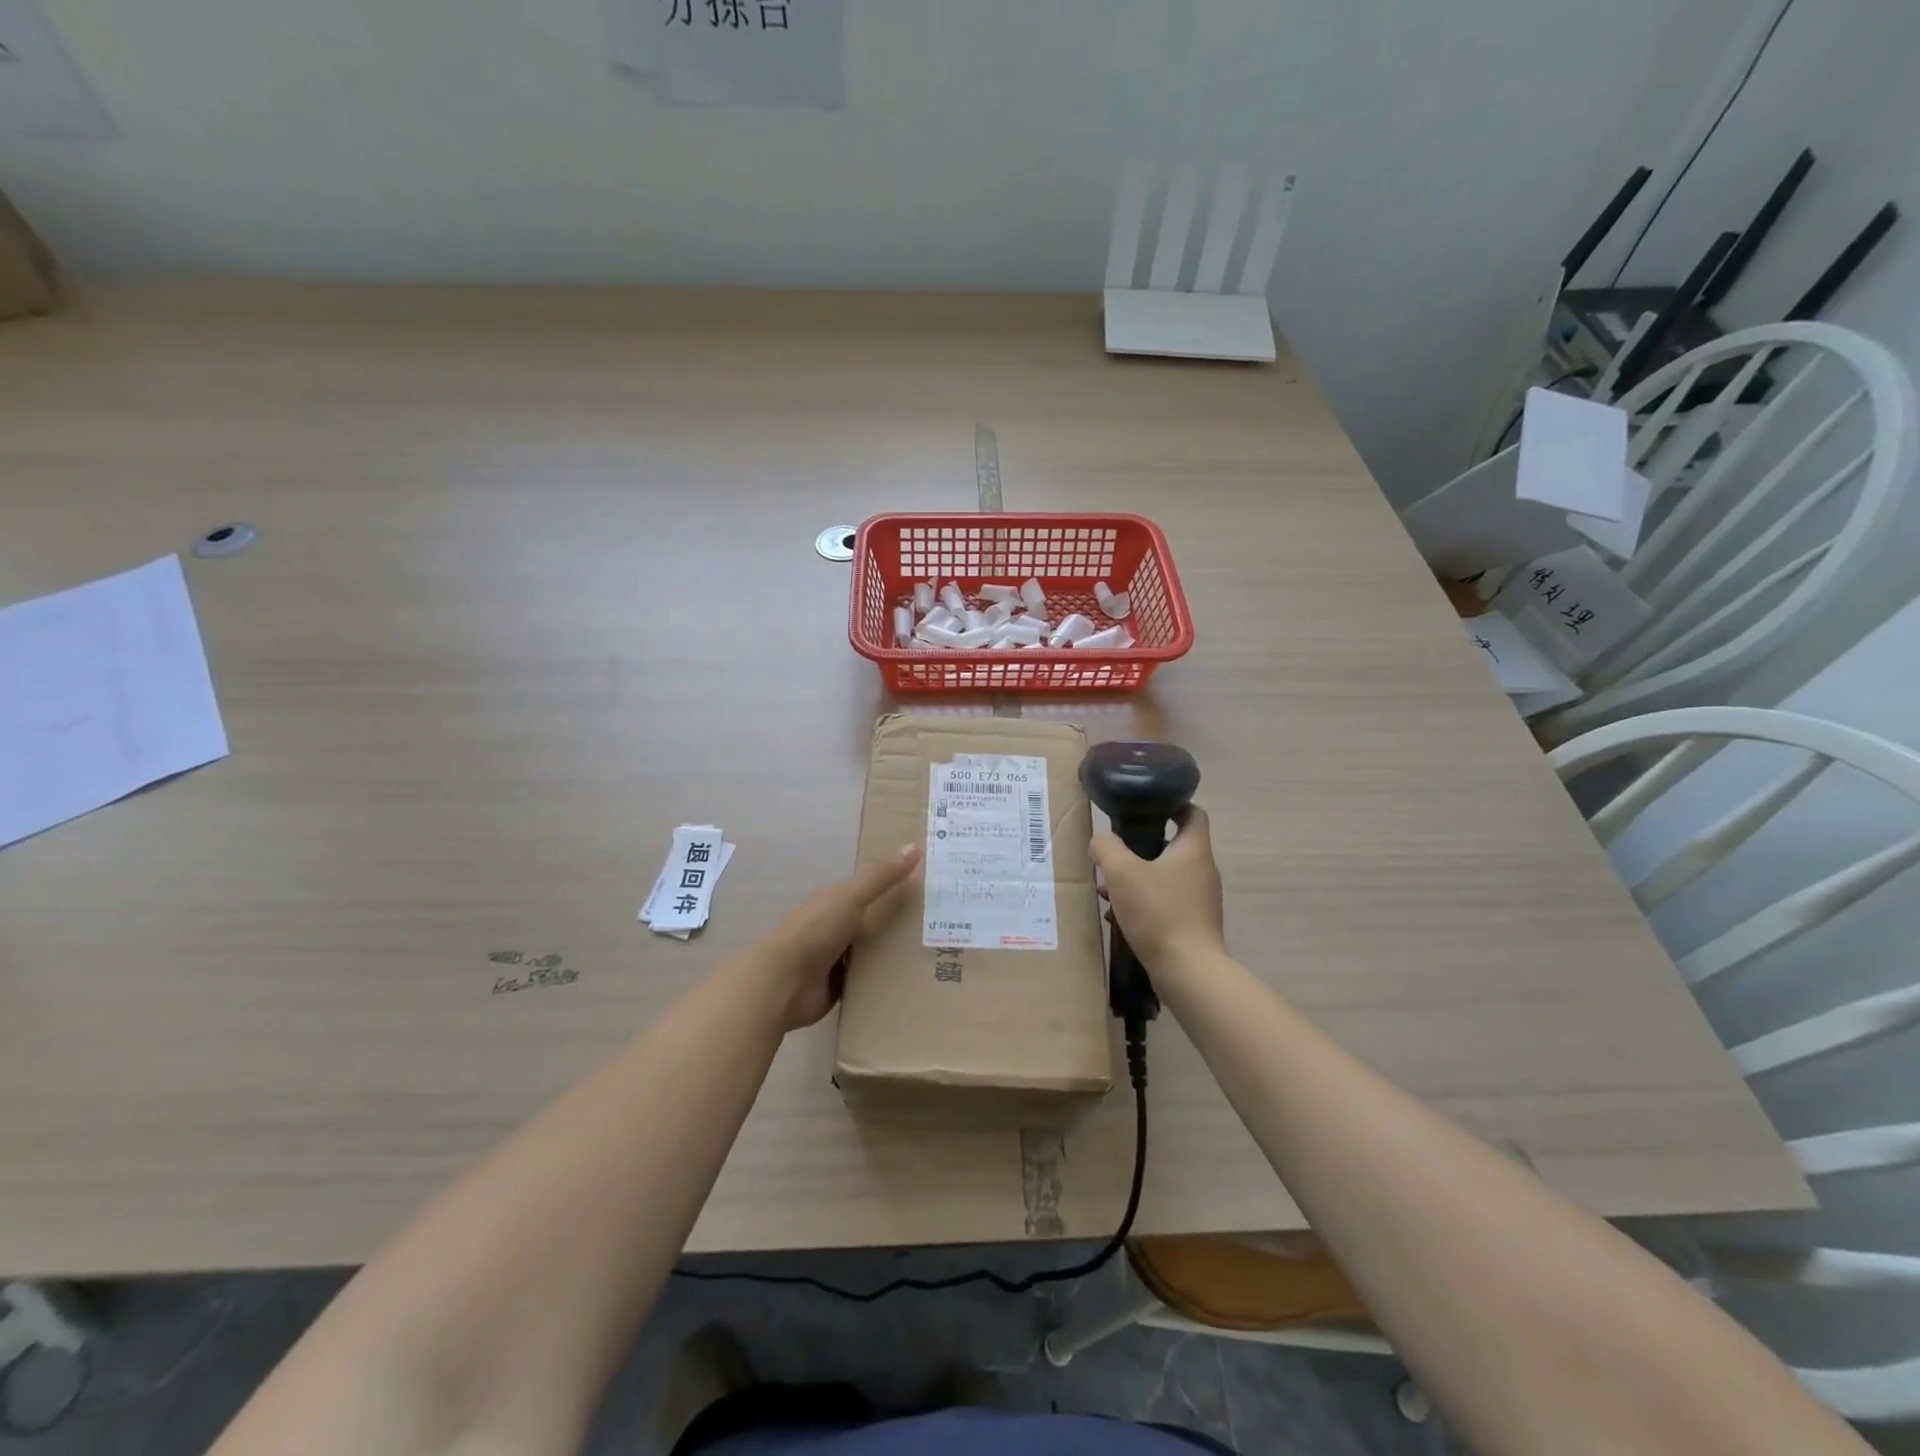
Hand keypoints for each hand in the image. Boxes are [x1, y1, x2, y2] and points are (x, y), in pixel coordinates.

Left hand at [757, 843, 921, 1030]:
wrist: (784, 983)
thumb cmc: (816, 931)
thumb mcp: (851, 897)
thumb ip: (881, 876)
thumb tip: (915, 845)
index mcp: (836, 902)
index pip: (871, 889)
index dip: (896, 884)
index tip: (930, 886)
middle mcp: (837, 927)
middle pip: (875, 921)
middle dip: (902, 923)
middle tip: (943, 925)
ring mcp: (837, 959)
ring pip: (874, 952)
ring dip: (895, 954)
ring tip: (936, 955)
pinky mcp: (839, 987)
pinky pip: (868, 980)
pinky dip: (885, 980)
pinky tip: (912, 981)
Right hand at [1091, 805, 1224, 974]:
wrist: (1188, 971)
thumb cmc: (1158, 912)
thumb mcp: (1122, 872)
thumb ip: (1106, 847)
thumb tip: (1101, 841)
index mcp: (1193, 849)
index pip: (1191, 812)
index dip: (1171, 803)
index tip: (1144, 806)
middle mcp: (1202, 871)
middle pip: (1172, 846)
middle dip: (1139, 848)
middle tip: (1113, 854)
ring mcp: (1200, 900)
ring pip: (1164, 877)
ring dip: (1137, 879)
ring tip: (1108, 889)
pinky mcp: (1193, 924)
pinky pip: (1164, 903)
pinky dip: (1143, 903)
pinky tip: (1119, 916)